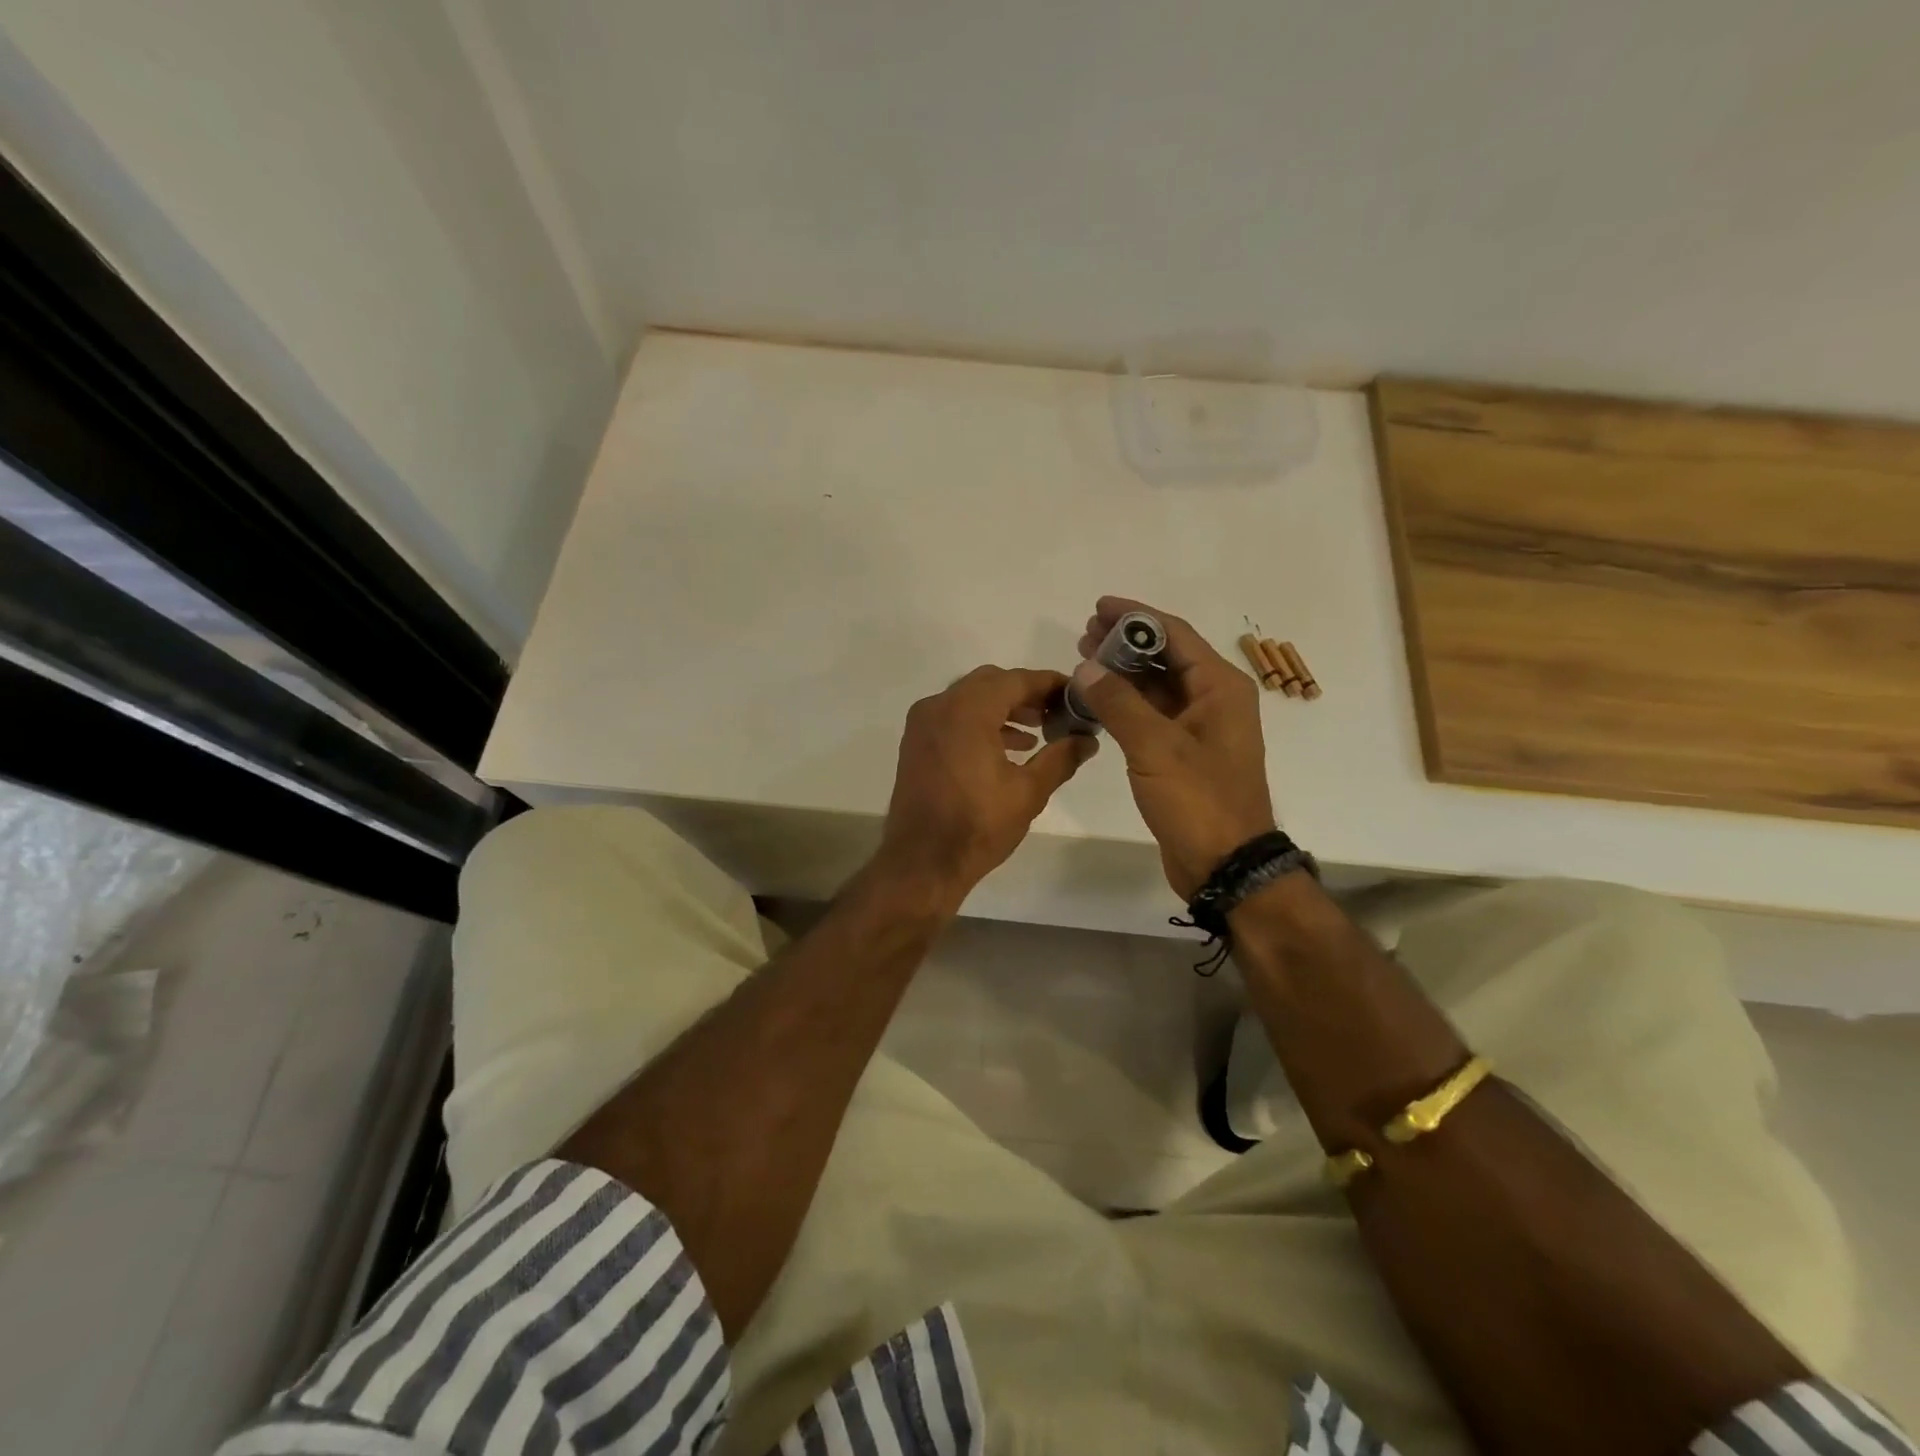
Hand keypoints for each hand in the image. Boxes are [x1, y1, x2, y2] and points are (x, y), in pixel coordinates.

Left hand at [878, 665, 1096, 907]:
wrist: (922, 862)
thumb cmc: (978, 825)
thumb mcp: (1028, 792)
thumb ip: (1061, 758)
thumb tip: (1088, 740)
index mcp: (967, 710)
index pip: (1016, 680)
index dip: (1049, 683)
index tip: (1075, 693)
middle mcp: (939, 706)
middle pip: (991, 683)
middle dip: (1026, 694)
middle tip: (1057, 712)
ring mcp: (922, 724)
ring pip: (970, 699)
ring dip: (1003, 708)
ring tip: (1038, 732)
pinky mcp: (916, 743)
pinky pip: (953, 718)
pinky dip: (980, 723)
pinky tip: (1008, 748)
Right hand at [1073, 597, 1275, 897]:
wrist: (1225, 863)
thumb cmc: (1198, 800)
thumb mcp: (1155, 747)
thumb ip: (1118, 703)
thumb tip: (1085, 667)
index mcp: (1220, 688)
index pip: (1175, 635)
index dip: (1137, 617)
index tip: (1098, 607)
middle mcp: (1214, 700)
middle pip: (1166, 657)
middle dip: (1125, 643)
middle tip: (1083, 636)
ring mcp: (1199, 729)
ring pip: (1157, 687)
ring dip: (1123, 674)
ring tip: (1083, 663)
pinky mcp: (1183, 754)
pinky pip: (1152, 715)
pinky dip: (1125, 705)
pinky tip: (1096, 702)